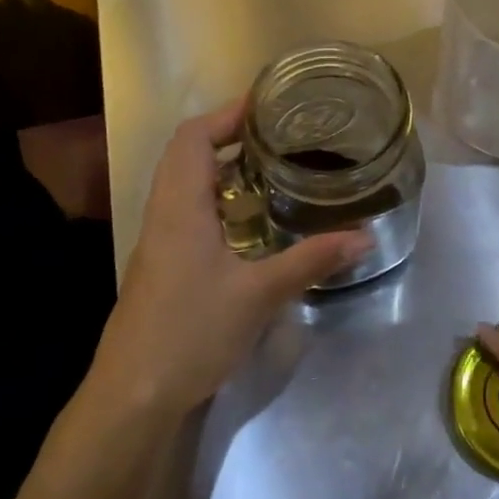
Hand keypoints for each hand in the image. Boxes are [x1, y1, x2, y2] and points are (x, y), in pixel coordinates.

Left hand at [87, 101, 371, 420]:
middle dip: (228, 135)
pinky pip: (185, 210)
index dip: (227, 114)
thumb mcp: (259, 294)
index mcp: (180, 205)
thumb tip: (364, 237)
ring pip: (183, 183)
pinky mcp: (161, 263)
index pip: (194, 137)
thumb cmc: (192, 331)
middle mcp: (163, 212)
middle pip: (186, 153)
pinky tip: (247, 222)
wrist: (134, 393)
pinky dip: (215, 198)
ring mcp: (158, 239)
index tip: (266, 105)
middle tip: (276, 135)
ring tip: (267, 169)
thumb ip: (310, 260)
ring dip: (220, 167)